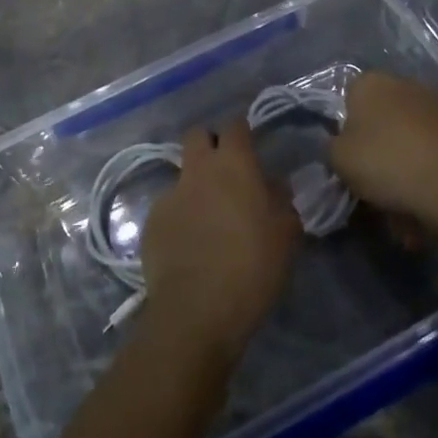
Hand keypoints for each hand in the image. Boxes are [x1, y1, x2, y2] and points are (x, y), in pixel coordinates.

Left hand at [140, 119, 300, 359]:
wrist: (195, 312)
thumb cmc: (251, 269)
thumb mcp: (285, 237)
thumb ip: (282, 203)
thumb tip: (275, 186)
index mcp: (233, 165)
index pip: (235, 126)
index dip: (242, 132)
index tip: (250, 146)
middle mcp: (198, 169)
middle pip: (198, 135)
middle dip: (209, 144)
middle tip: (225, 172)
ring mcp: (170, 193)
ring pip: (182, 173)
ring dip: (195, 186)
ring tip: (208, 218)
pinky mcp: (151, 221)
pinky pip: (169, 207)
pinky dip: (180, 217)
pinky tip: (189, 245)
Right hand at [331, 71, 437, 226]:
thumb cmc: (388, 164)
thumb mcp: (338, 160)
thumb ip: (331, 147)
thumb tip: (341, 146)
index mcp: (370, 82)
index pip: (347, 101)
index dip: (346, 133)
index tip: (350, 162)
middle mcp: (404, 83)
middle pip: (380, 120)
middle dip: (377, 150)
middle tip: (374, 186)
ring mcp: (437, 105)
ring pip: (408, 140)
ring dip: (404, 165)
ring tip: (403, 204)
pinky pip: (433, 153)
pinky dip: (428, 173)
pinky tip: (428, 203)